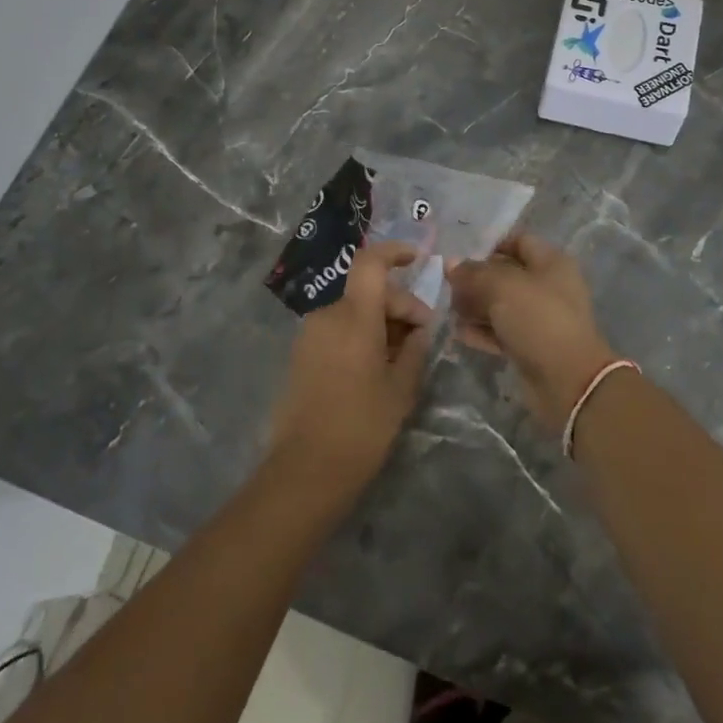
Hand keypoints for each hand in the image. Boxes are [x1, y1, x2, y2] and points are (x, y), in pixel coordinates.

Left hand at [269, 241, 433, 489]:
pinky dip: (360, 335)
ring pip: (354, 311)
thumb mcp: (401, 389)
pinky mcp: (301, 354)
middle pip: (368, 291)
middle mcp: (328, 315)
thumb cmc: (361, 427)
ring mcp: (310, 334)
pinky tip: (375, 367)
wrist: (305, 470)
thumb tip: (419, 329)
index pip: (371, 263)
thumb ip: (414, 349)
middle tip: (421, 338)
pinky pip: (338, 329)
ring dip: (380, 323)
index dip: (395, 252)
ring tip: (400, 358)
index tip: (417, 258)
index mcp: (354, 317)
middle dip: (399, 306)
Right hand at [447, 233, 615, 431]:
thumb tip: (451, 264)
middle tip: (448, 287)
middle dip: (477, 280)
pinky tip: (459, 333)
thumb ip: (474, 273)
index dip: (490, 246)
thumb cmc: (538, 319)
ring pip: (503, 305)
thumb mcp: (502, 287)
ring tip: (449, 310)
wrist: (568, 381)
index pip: (518, 241)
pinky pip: (503, 332)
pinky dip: (483, 331)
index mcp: (551, 262)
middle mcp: (549, 286)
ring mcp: (541, 318)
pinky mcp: (532, 346)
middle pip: (507, 275)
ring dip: (476, 307)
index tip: (461, 258)